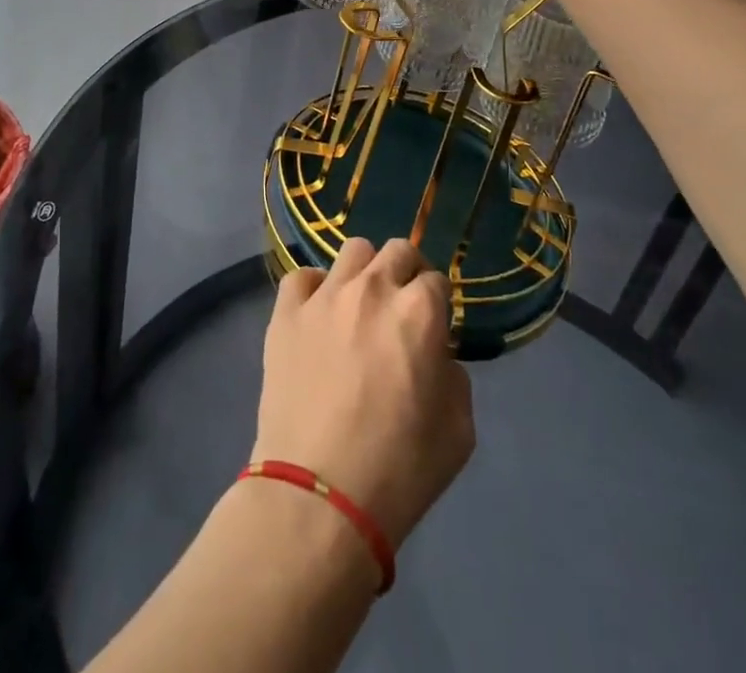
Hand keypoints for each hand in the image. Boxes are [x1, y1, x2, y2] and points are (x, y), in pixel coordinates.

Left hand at [254, 239, 474, 550]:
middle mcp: (373, 288)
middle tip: (401, 311)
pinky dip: (315, 289)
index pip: (437, 280)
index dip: (438, 304)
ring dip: (365, 273)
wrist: (319, 495)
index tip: (432, 329)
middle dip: (407, 274)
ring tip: (359, 308)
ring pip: (353, 251)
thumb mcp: (459, 431)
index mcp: (419, 312)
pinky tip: (318, 317)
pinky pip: (303, 277)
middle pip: (397, 251)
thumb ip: (453, 375)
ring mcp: (325, 295)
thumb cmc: (399, 470)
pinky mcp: (286, 311)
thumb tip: (434, 354)